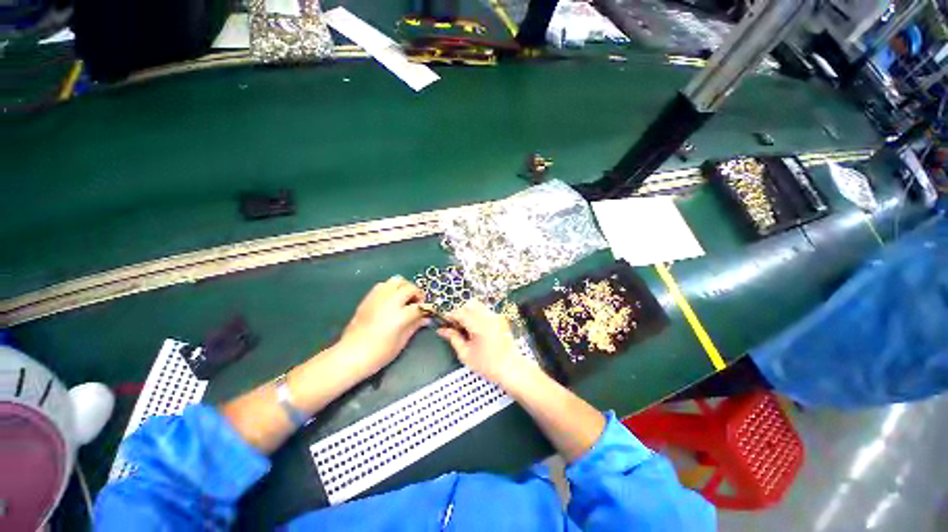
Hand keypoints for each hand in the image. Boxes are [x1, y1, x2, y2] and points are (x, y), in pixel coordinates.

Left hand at [335, 276, 427, 377]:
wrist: (351, 354)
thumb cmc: (380, 353)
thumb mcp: (402, 341)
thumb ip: (415, 325)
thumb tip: (425, 318)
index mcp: (400, 315)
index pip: (419, 305)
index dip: (427, 308)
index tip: (429, 311)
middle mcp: (390, 301)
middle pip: (409, 287)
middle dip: (417, 294)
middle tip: (417, 303)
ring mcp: (378, 297)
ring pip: (397, 280)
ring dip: (405, 287)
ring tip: (405, 298)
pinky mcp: (369, 297)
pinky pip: (384, 284)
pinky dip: (392, 288)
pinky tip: (392, 299)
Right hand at [437, 300, 535, 388]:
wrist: (510, 368)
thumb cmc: (488, 365)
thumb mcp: (466, 354)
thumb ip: (453, 339)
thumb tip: (442, 330)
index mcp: (479, 325)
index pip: (460, 312)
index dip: (451, 316)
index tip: (445, 324)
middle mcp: (488, 317)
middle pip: (469, 304)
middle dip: (460, 312)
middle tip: (456, 326)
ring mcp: (496, 316)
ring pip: (478, 305)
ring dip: (469, 312)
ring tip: (467, 328)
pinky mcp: (500, 318)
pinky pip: (486, 311)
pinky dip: (478, 315)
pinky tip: (478, 330)